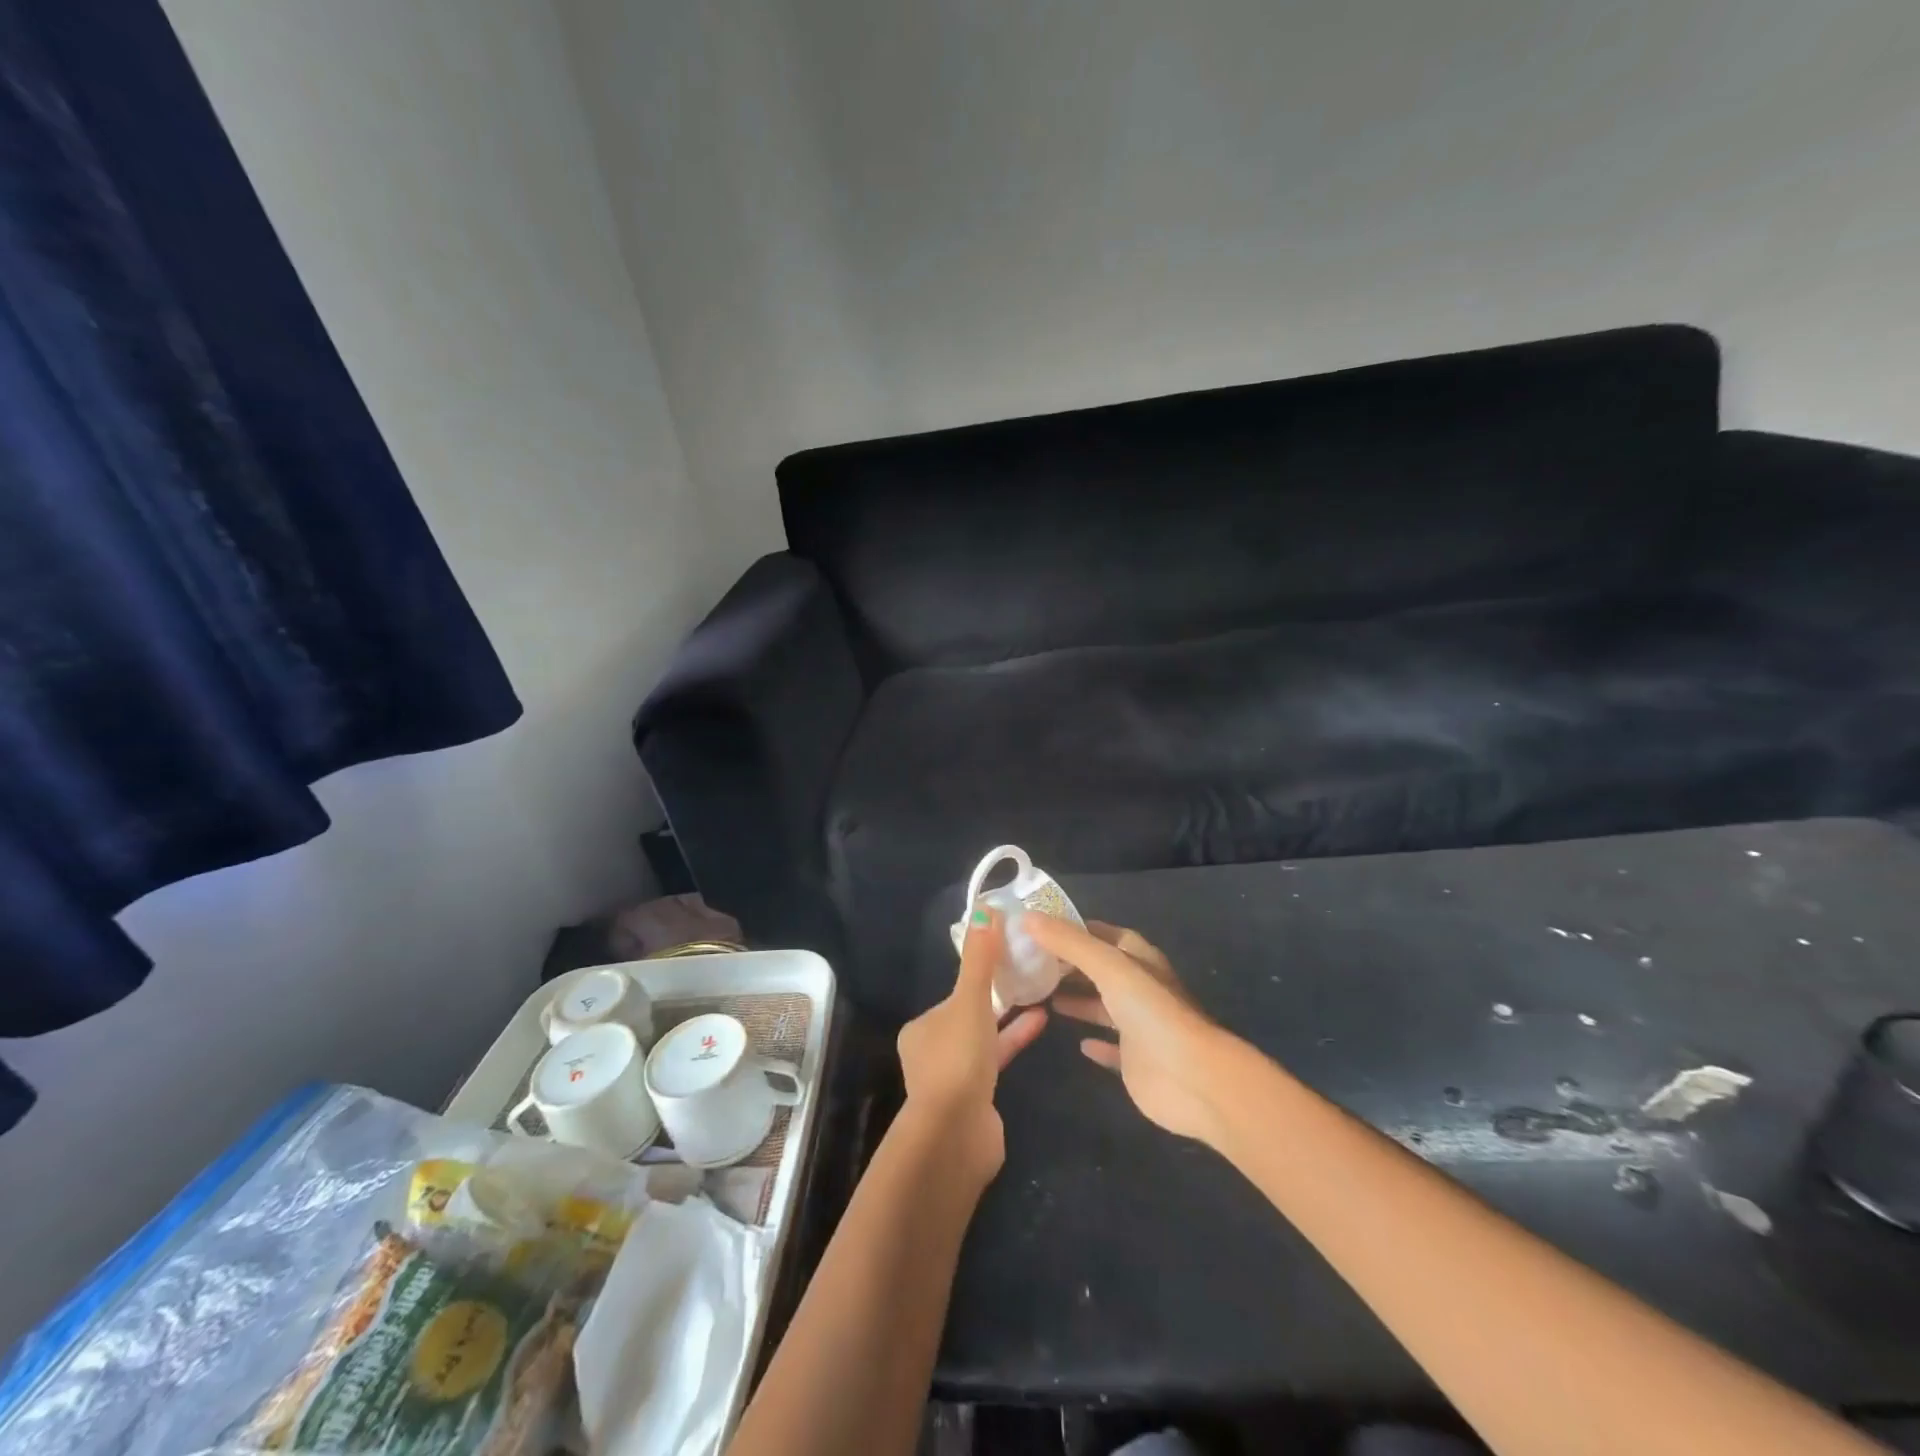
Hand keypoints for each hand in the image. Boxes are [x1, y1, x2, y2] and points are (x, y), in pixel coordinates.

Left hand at [896, 907, 1047, 1180]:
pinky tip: (1040, 1028)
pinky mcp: (976, 1100)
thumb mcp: (969, 1000)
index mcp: (921, 1028)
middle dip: (997, 999)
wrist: (957, 1135)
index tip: (1007, 960)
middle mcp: (931, 1051)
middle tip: (1029, 977)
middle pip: (969, 1016)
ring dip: (1010, 1021)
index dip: (980, 977)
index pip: (954, 996)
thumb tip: (985, 908)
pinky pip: (997, 1062)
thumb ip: (980, 959)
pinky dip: (1015, 1042)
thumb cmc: (958, 1059)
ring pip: (984, 1040)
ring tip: (1044, 999)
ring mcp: (953, 1079)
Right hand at [1025, 916, 1234, 1143]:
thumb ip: (1069, 943)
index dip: (1075, 929)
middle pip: (1101, 970)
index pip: (1105, 935)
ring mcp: (1140, 1027)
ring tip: (1040, 996)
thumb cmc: (1152, 1012)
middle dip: (1070, 965)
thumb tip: (1027, 917)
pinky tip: (1076, 1043)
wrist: (1193, 1079)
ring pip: (1103, 1007)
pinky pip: (1112, 1048)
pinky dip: (1095, 1043)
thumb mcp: (1109, 967)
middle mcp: (1140, 989)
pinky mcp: (1136, 1062)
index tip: (1040, 927)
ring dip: (1078, 1001)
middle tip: (1030, 963)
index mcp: (1139, 960)